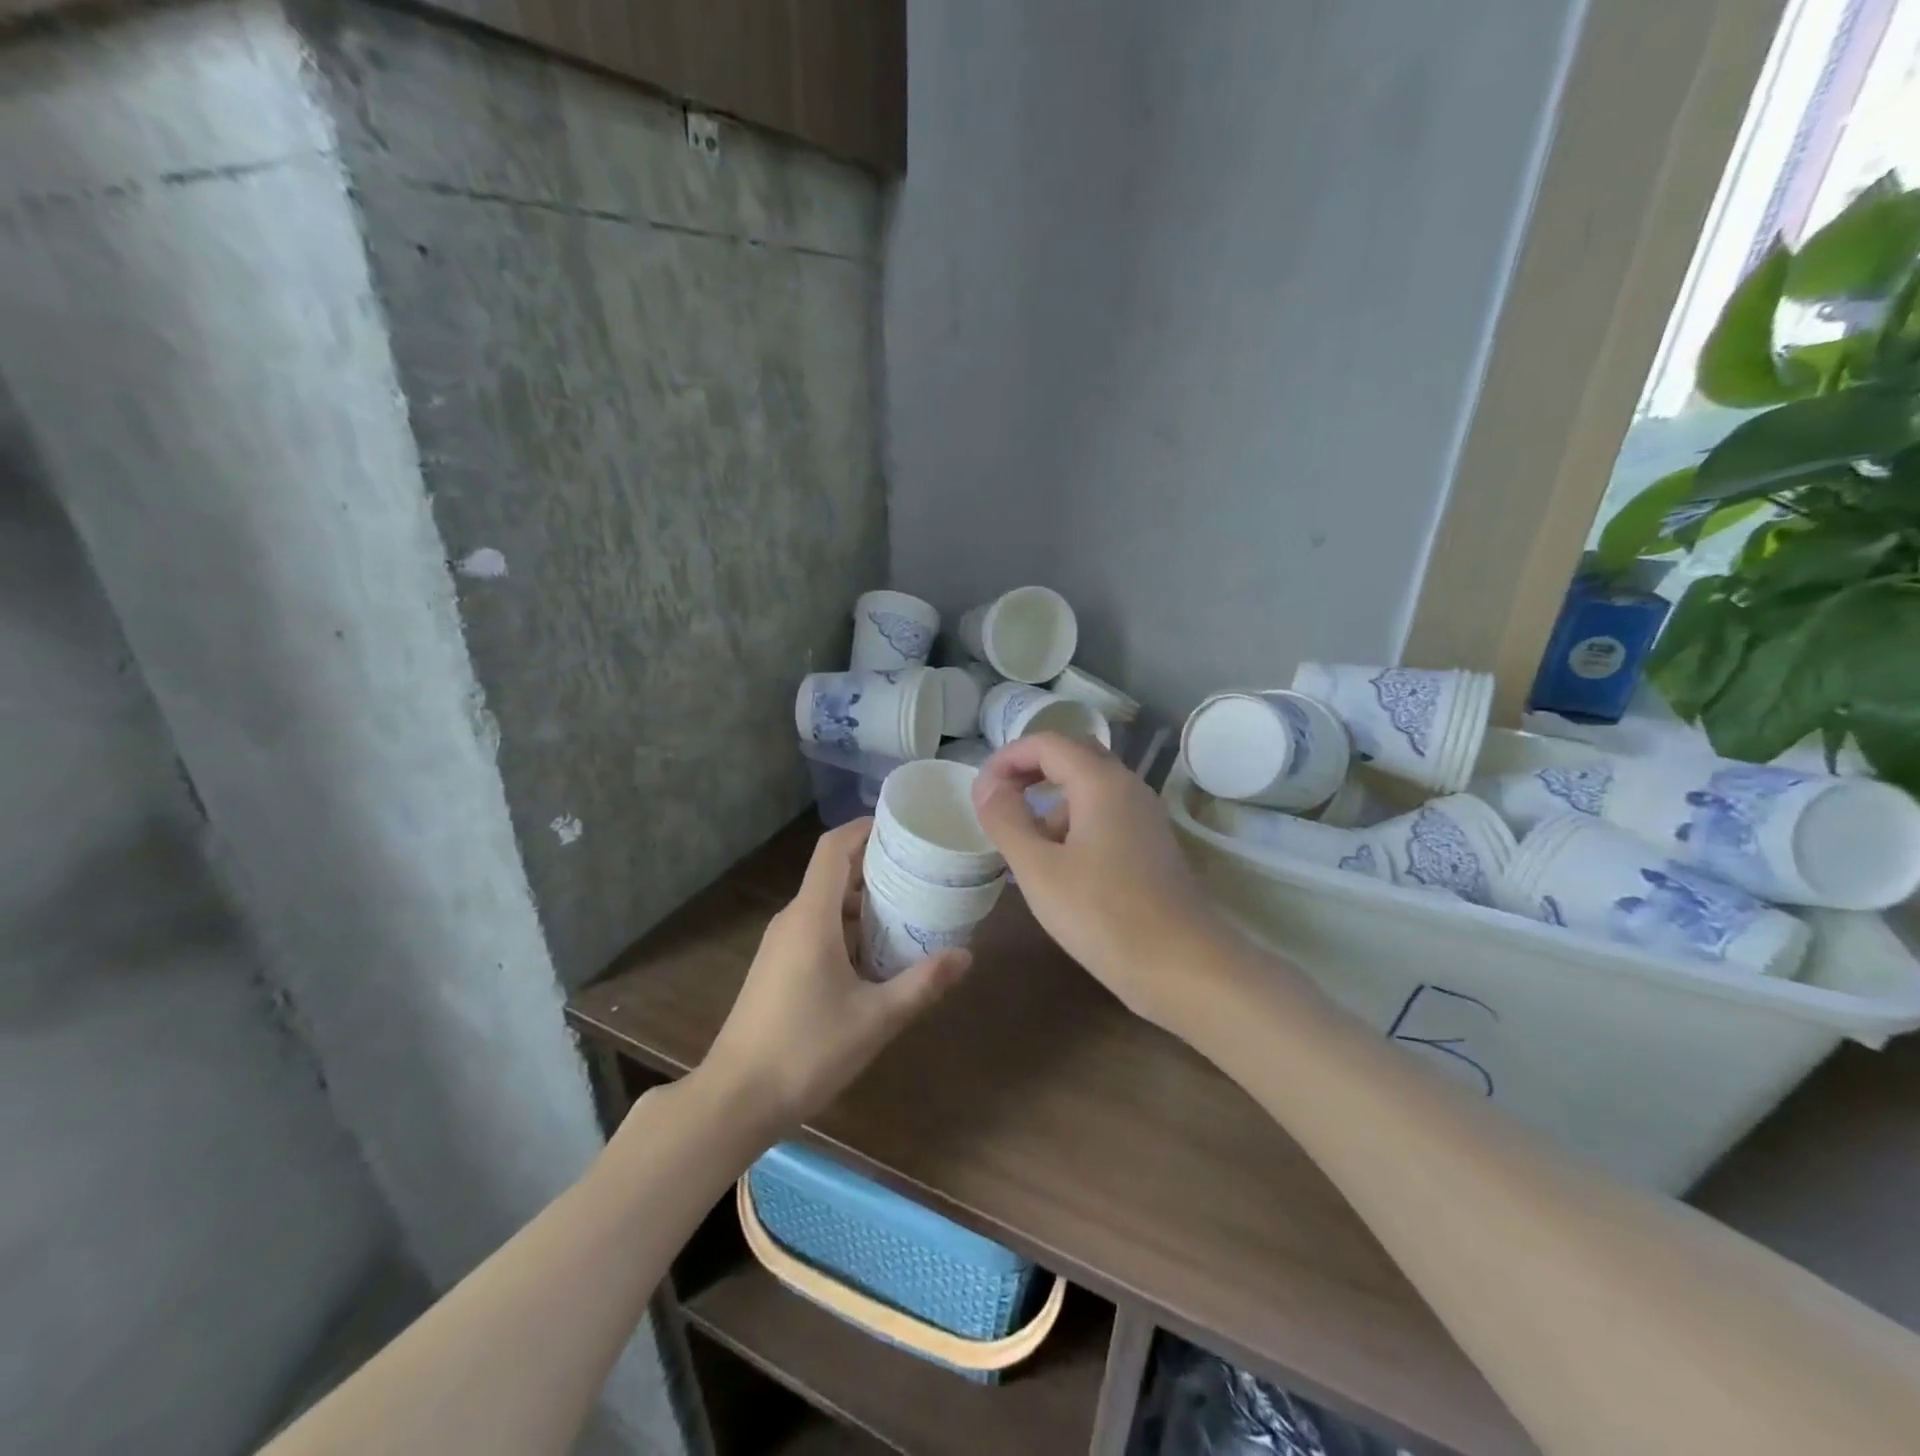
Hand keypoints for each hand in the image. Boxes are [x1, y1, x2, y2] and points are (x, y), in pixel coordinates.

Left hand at [702, 820, 971, 1129]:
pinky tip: (879, 955)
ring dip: (866, 902)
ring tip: (911, 911)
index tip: (904, 826)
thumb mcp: (875, 1019)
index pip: (834, 848)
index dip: (865, 827)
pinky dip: (850, 928)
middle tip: (924, 871)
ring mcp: (781, 944)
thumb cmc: (806, 1050)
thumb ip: (922, 984)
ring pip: (827, 904)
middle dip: (878, 866)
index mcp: (811, 916)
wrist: (735, 1100)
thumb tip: (967, 955)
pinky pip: (817, 929)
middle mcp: (793, 920)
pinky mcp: (778, 967)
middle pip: (835, 872)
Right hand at [971, 733, 1228, 1030]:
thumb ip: (1006, 820)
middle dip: (1030, 770)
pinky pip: (1105, 814)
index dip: (1008, 757)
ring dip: (1051, 798)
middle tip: (998, 799)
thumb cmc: (1103, 915)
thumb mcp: (1039, 869)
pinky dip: (1073, 822)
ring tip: (1021, 839)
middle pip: (1073, 756)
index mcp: (1101, 782)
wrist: (1183, 968)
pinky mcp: (1151, 846)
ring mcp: (1145, 817)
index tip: (980, 788)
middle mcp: (1128, 787)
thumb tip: (986, 785)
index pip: (1048, 742)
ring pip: (1090, 787)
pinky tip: (1057, 864)